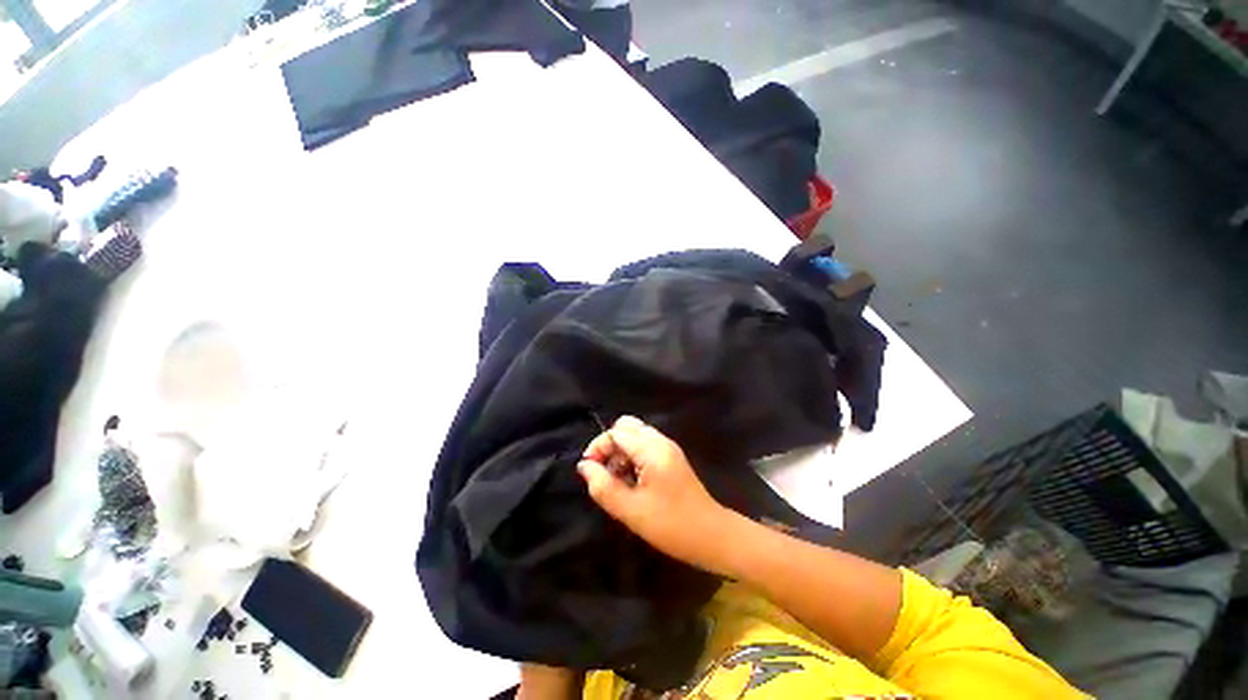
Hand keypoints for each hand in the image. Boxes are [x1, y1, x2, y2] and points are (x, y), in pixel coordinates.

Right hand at [578, 416, 733, 573]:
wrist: (712, 536)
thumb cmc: (671, 524)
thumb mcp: (631, 510)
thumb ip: (603, 487)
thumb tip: (584, 467)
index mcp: (652, 449)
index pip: (616, 432)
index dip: (598, 447)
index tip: (590, 472)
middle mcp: (661, 441)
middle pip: (626, 426)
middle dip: (610, 445)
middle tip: (606, 473)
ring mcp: (668, 448)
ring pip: (635, 435)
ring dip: (621, 451)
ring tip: (618, 480)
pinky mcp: (671, 457)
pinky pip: (645, 445)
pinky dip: (632, 456)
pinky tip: (632, 480)